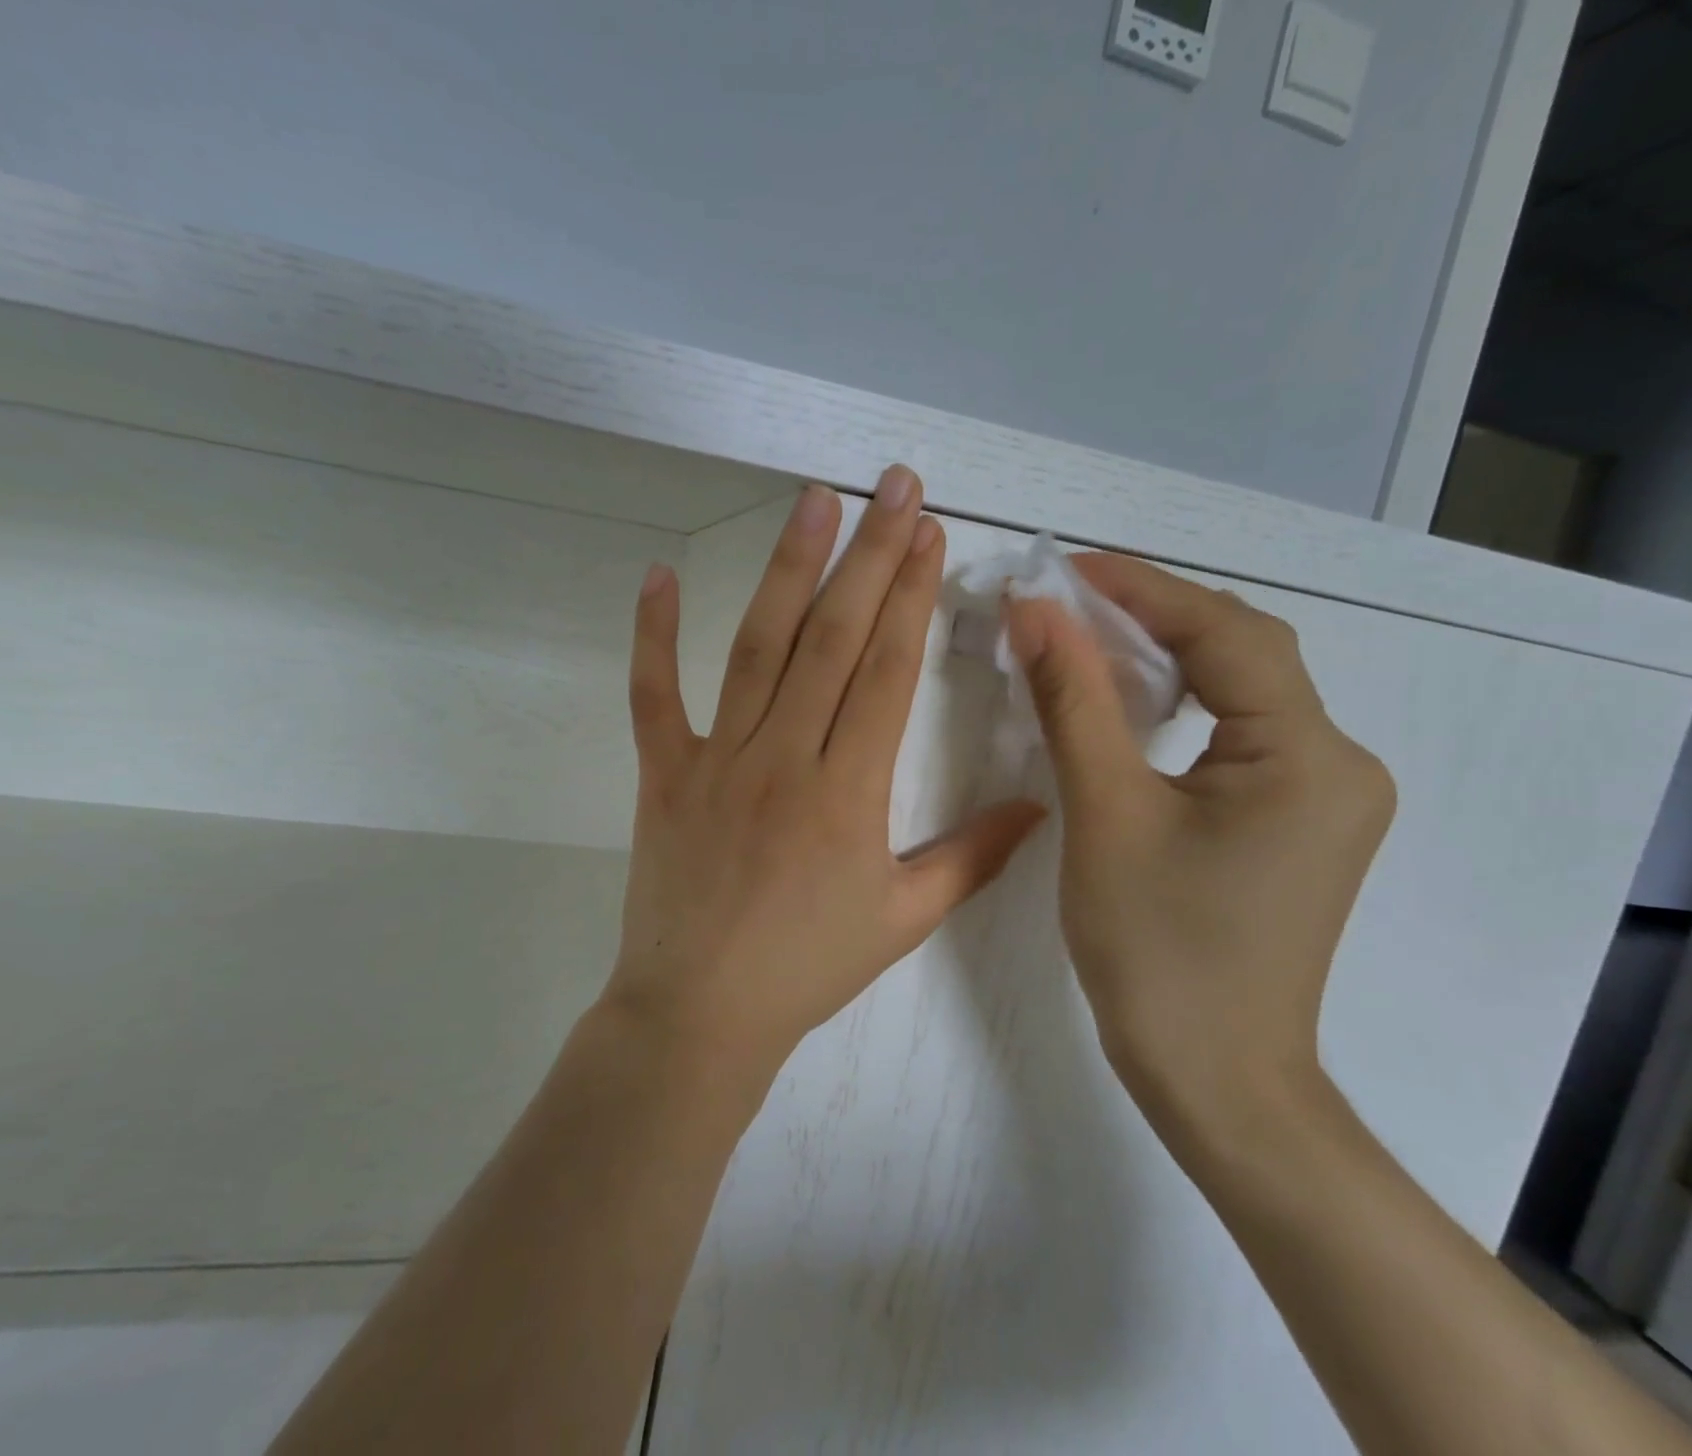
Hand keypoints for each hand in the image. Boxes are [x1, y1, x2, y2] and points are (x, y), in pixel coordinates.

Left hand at [604, 468, 1046, 1086]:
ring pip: (758, 646)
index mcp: (850, 790)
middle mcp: (785, 756)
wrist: (701, 1012)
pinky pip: (653, 695)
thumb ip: (974, 858)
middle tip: (894, 485)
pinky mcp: (663, 773)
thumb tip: (1038, 806)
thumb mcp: (903, 920)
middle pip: (834, 637)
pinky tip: (658, 574)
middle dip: (870, 555)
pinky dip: (652, 635)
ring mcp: (717, 759)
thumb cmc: (807, 968)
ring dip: (788, 568)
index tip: (930, 534)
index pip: (888, 669)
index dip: (913, 595)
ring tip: (814, 501)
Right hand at [1006, 556, 1395, 1149]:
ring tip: (1087, 636)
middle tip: (1069, 597)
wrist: (1212, 1076)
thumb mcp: (1104, 813)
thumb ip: (1074, 701)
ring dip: (1166, 657)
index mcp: (1308, 758)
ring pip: (1241, 694)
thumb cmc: (1155, 950)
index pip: (1228, 635)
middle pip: (1243, 656)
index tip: (1066, 567)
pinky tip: (1129, 701)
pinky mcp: (1297, 822)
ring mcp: (1324, 796)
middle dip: (1155, 617)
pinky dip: (1180, 705)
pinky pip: (1237, 735)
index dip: (1144, 589)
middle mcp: (1338, 763)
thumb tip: (1035, 610)